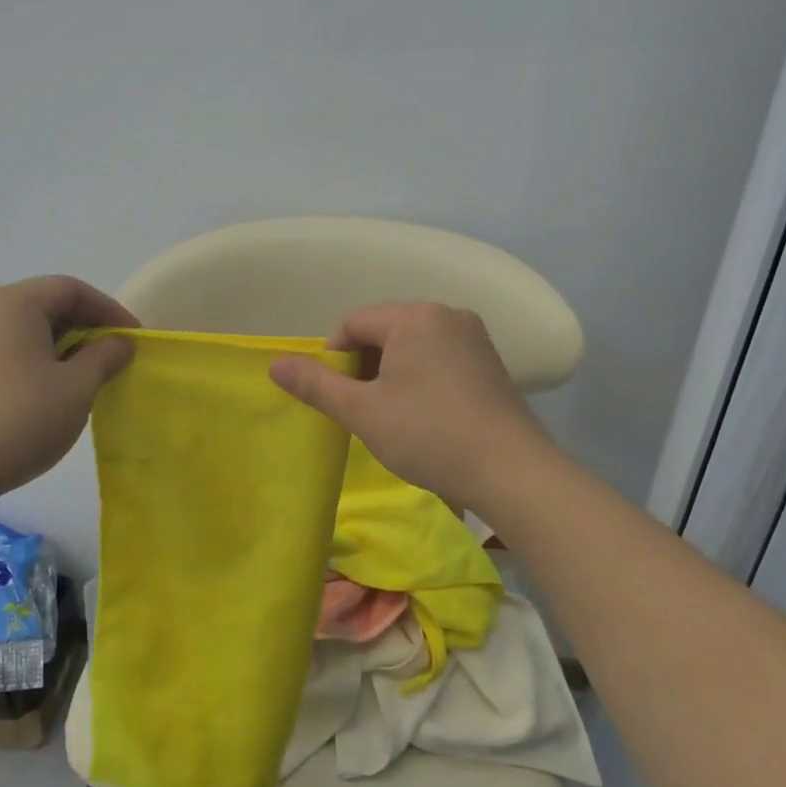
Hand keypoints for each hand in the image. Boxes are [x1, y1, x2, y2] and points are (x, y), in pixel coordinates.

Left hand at [0, 276, 136, 502]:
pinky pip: (0, 347)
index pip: (71, 289)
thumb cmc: (19, 420)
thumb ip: (104, 357)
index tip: (133, 339)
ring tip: (82, 375)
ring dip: (57, 343)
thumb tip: (118, 342)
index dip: (108, 310)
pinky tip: (44, 389)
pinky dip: (30, 357)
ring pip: (21, 327)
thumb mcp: (76, 388)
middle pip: (43, 303)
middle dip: (83, 326)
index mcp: (13, 303)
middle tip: (112, 356)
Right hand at [269, 302, 551, 512]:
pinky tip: (424, 417)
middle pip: (383, 332)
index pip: (352, 324)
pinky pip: (439, 359)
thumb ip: (316, 383)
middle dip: (364, 368)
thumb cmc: (429, 435)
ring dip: (391, 376)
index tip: (338, 399)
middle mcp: (447, 315)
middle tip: (363, 411)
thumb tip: (274, 364)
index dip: (333, 360)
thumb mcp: (362, 411)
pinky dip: (420, 380)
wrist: (512, 471)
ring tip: (392, 418)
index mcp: (415, 317)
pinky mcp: (490, 363)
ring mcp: (474, 338)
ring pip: (411, 347)